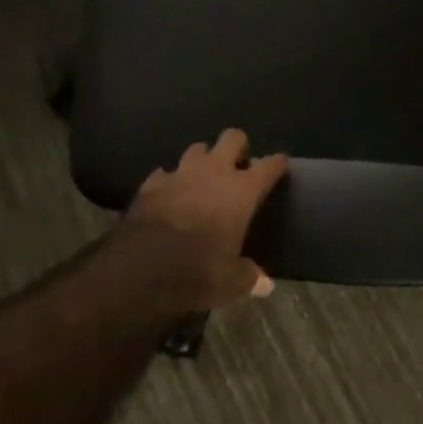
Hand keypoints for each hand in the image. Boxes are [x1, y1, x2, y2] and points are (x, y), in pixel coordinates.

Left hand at [123, 130, 290, 310]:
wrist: (142, 268)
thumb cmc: (197, 272)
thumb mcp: (229, 283)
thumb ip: (249, 277)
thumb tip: (265, 285)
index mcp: (241, 191)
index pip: (269, 166)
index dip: (277, 163)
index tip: (280, 164)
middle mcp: (214, 172)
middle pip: (232, 137)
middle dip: (238, 147)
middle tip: (237, 166)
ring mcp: (182, 173)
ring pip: (197, 148)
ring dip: (203, 160)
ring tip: (202, 178)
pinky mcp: (153, 182)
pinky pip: (165, 173)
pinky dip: (170, 181)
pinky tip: (169, 193)